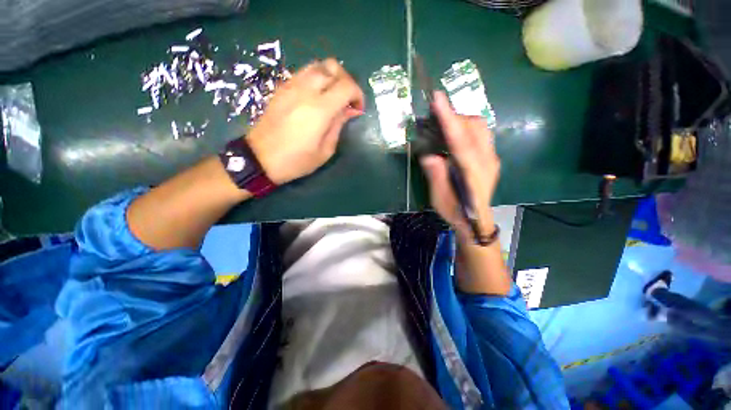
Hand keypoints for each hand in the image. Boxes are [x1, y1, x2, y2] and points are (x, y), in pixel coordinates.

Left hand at [247, 58, 364, 184]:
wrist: (261, 158)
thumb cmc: (296, 160)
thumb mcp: (325, 150)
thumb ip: (338, 126)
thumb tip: (350, 110)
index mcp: (319, 110)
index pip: (346, 86)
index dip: (358, 94)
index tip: (358, 109)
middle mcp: (305, 91)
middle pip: (332, 67)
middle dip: (346, 80)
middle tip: (348, 99)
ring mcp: (291, 86)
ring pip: (317, 65)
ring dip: (331, 76)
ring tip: (333, 95)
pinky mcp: (282, 88)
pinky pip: (304, 73)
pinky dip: (316, 78)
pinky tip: (317, 96)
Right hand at [419, 91, 499, 239]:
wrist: (476, 221)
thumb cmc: (454, 211)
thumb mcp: (439, 197)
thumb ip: (435, 175)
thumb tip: (428, 154)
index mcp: (472, 172)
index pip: (460, 140)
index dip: (448, 119)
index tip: (438, 98)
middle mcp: (487, 160)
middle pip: (474, 127)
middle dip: (454, 117)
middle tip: (435, 118)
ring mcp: (493, 158)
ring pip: (481, 127)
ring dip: (461, 121)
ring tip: (445, 126)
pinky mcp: (492, 158)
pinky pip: (482, 134)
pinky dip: (467, 128)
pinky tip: (456, 137)